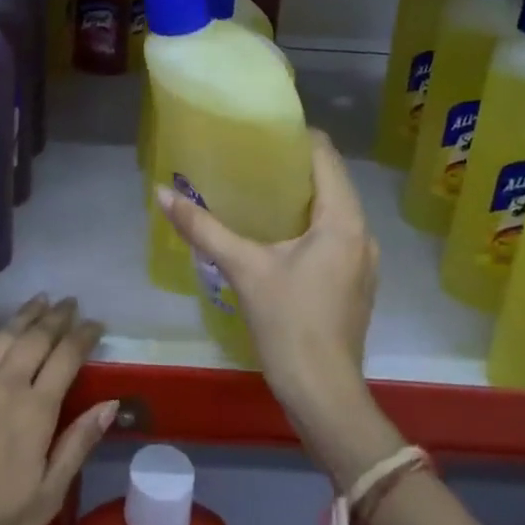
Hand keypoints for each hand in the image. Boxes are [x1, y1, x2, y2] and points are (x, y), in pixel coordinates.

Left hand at [0, 297, 118, 524]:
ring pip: (3, 334)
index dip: (84, 336)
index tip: (96, 323)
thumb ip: (77, 444)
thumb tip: (111, 404)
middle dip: (57, 317)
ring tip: (40, 299)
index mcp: (35, 411)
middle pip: (36, 338)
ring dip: (25, 314)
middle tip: (70, 302)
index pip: (67, 358)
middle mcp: (5, 384)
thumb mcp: (47, 497)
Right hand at [155, 130, 400, 487]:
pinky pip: (335, 234)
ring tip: (259, 187)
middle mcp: (362, 233)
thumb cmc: (289, 324)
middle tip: (251, 155)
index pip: (326, 156)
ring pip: (334, 209)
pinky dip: (309, 222)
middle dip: (294, 165)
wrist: (324, 395)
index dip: (297, 136)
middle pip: (331, 180)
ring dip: (301, 195)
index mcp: (343, 220)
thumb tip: (162, 194)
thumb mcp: (243, 269)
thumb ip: (203, 228)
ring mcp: (363, 260)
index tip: (262, 128)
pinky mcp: (355, 282)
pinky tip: (277, 231)